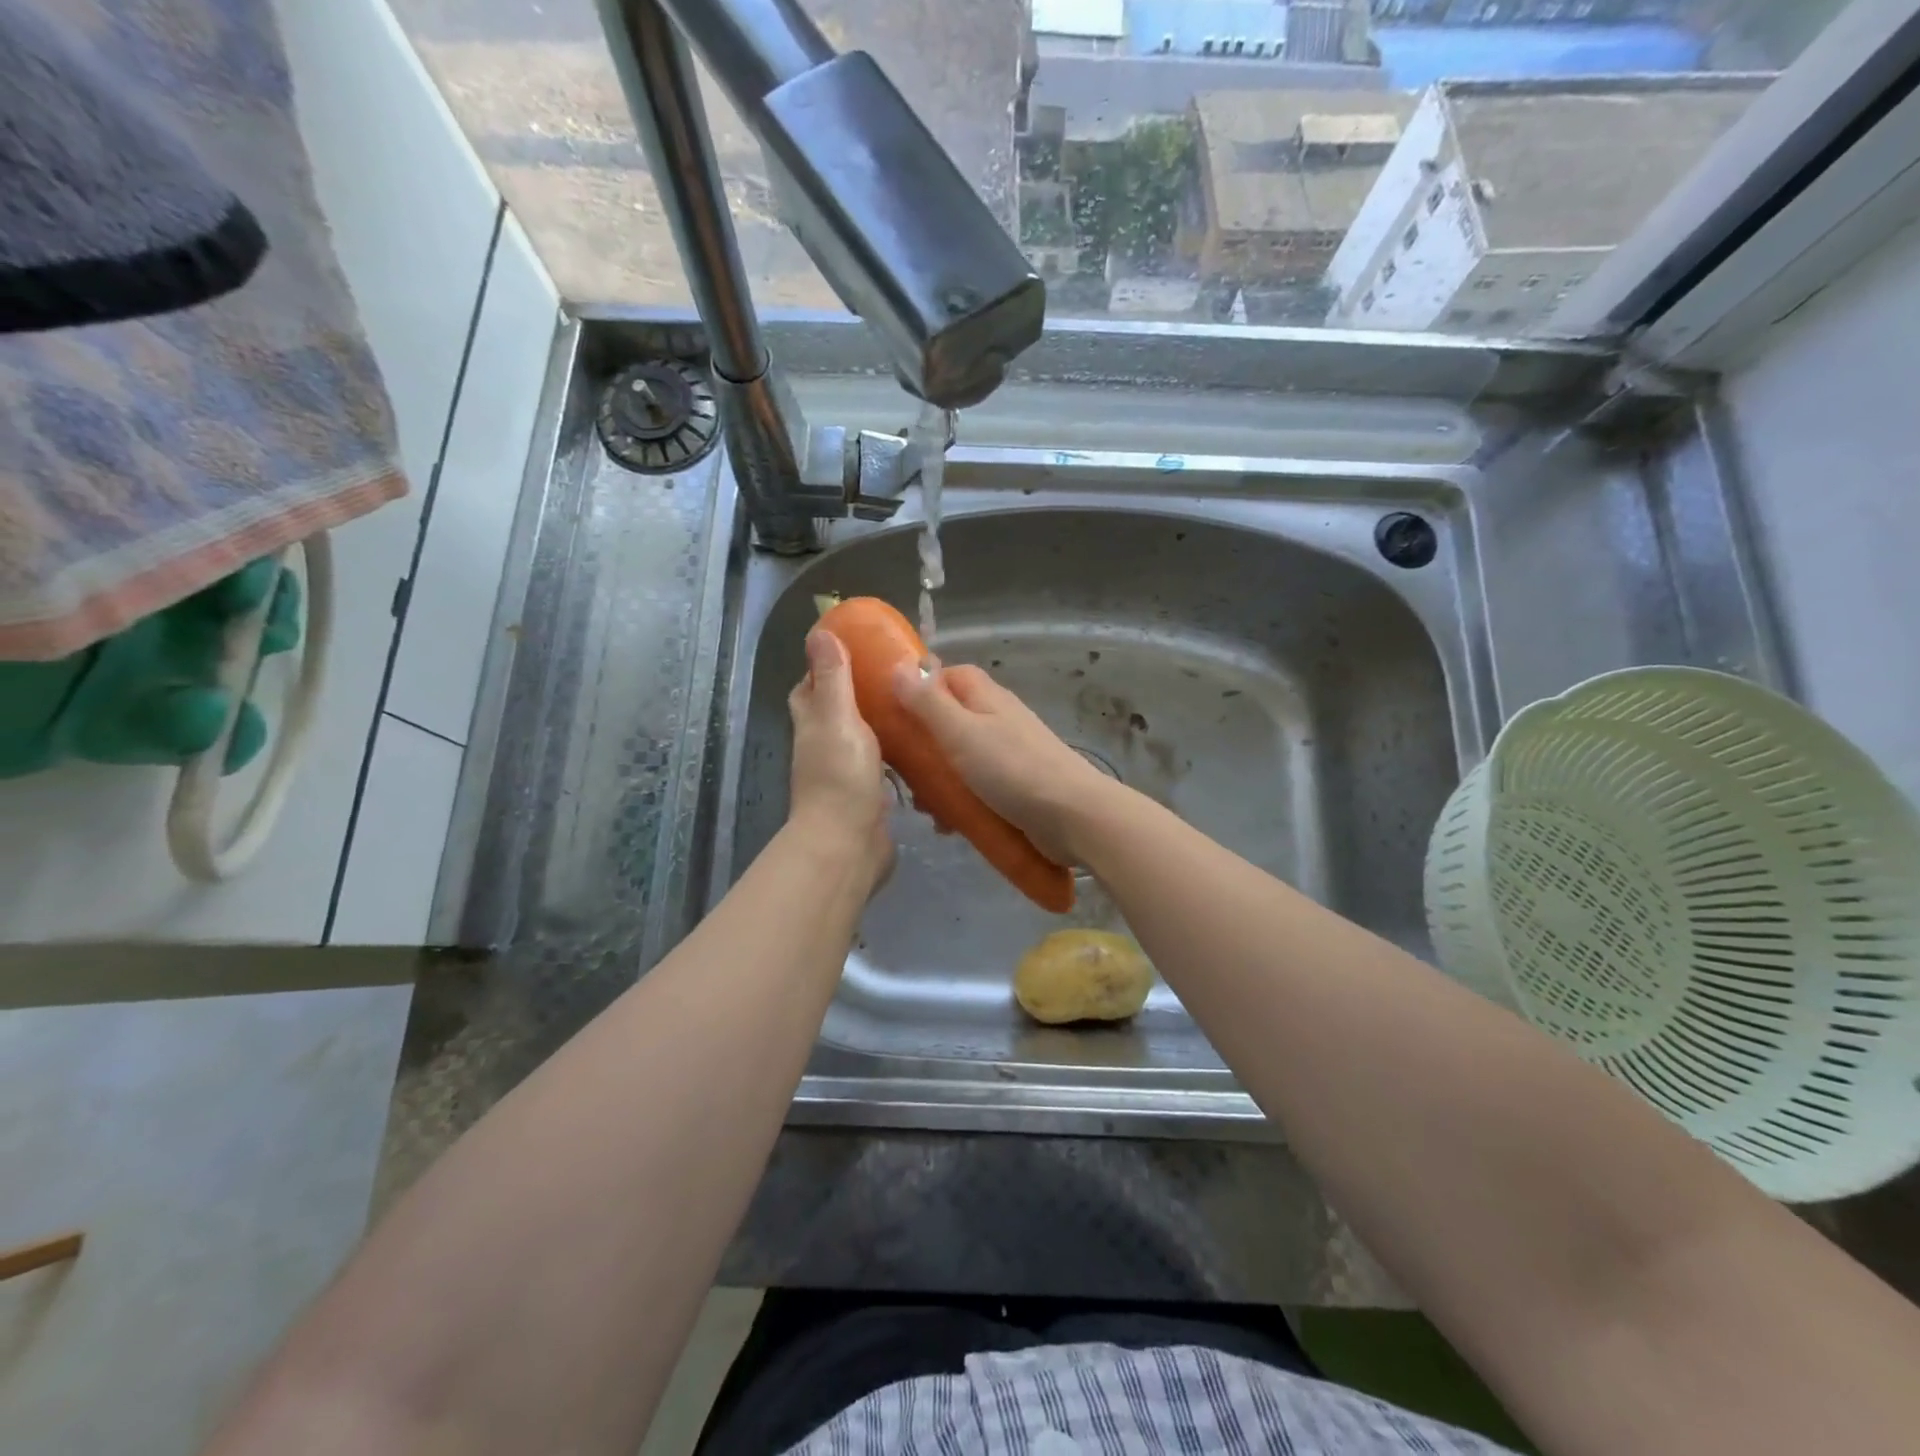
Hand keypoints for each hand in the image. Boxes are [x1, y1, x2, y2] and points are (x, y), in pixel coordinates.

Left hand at [788, 629, 891, 886]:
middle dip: (857, 694)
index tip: (855, 650)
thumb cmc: (841, 776)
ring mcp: (845, 776)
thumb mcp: (837, 717)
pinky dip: (896, 756)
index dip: (824, 668)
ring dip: (880, 725)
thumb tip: (820, 632)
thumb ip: (833, 677)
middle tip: (894, 677)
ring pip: (860, 740)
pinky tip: (922, 748)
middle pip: (835, 713)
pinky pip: (882, 768)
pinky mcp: (868, 798)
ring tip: (915, 706)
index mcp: (813, 726)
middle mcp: (824, 749)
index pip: (809, 689)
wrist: (848, 846)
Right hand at [892, 660, 1117, 864]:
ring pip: (960, 759)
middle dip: (922, 745)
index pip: (948, 675)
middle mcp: (998, 719)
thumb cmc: (1013, 769)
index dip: (919, 687)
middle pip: (949, 720)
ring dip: (938, 781)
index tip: (891, 711)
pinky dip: (959, 802)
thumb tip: (898, 666)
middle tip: (902, 771)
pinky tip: (948, 825)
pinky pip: (976, 788)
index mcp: (986, 697)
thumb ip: (928, 702)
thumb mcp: (961, 732)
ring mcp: (1008, 754)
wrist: (1072, 817)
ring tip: (925, 808)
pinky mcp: (1015, 787)